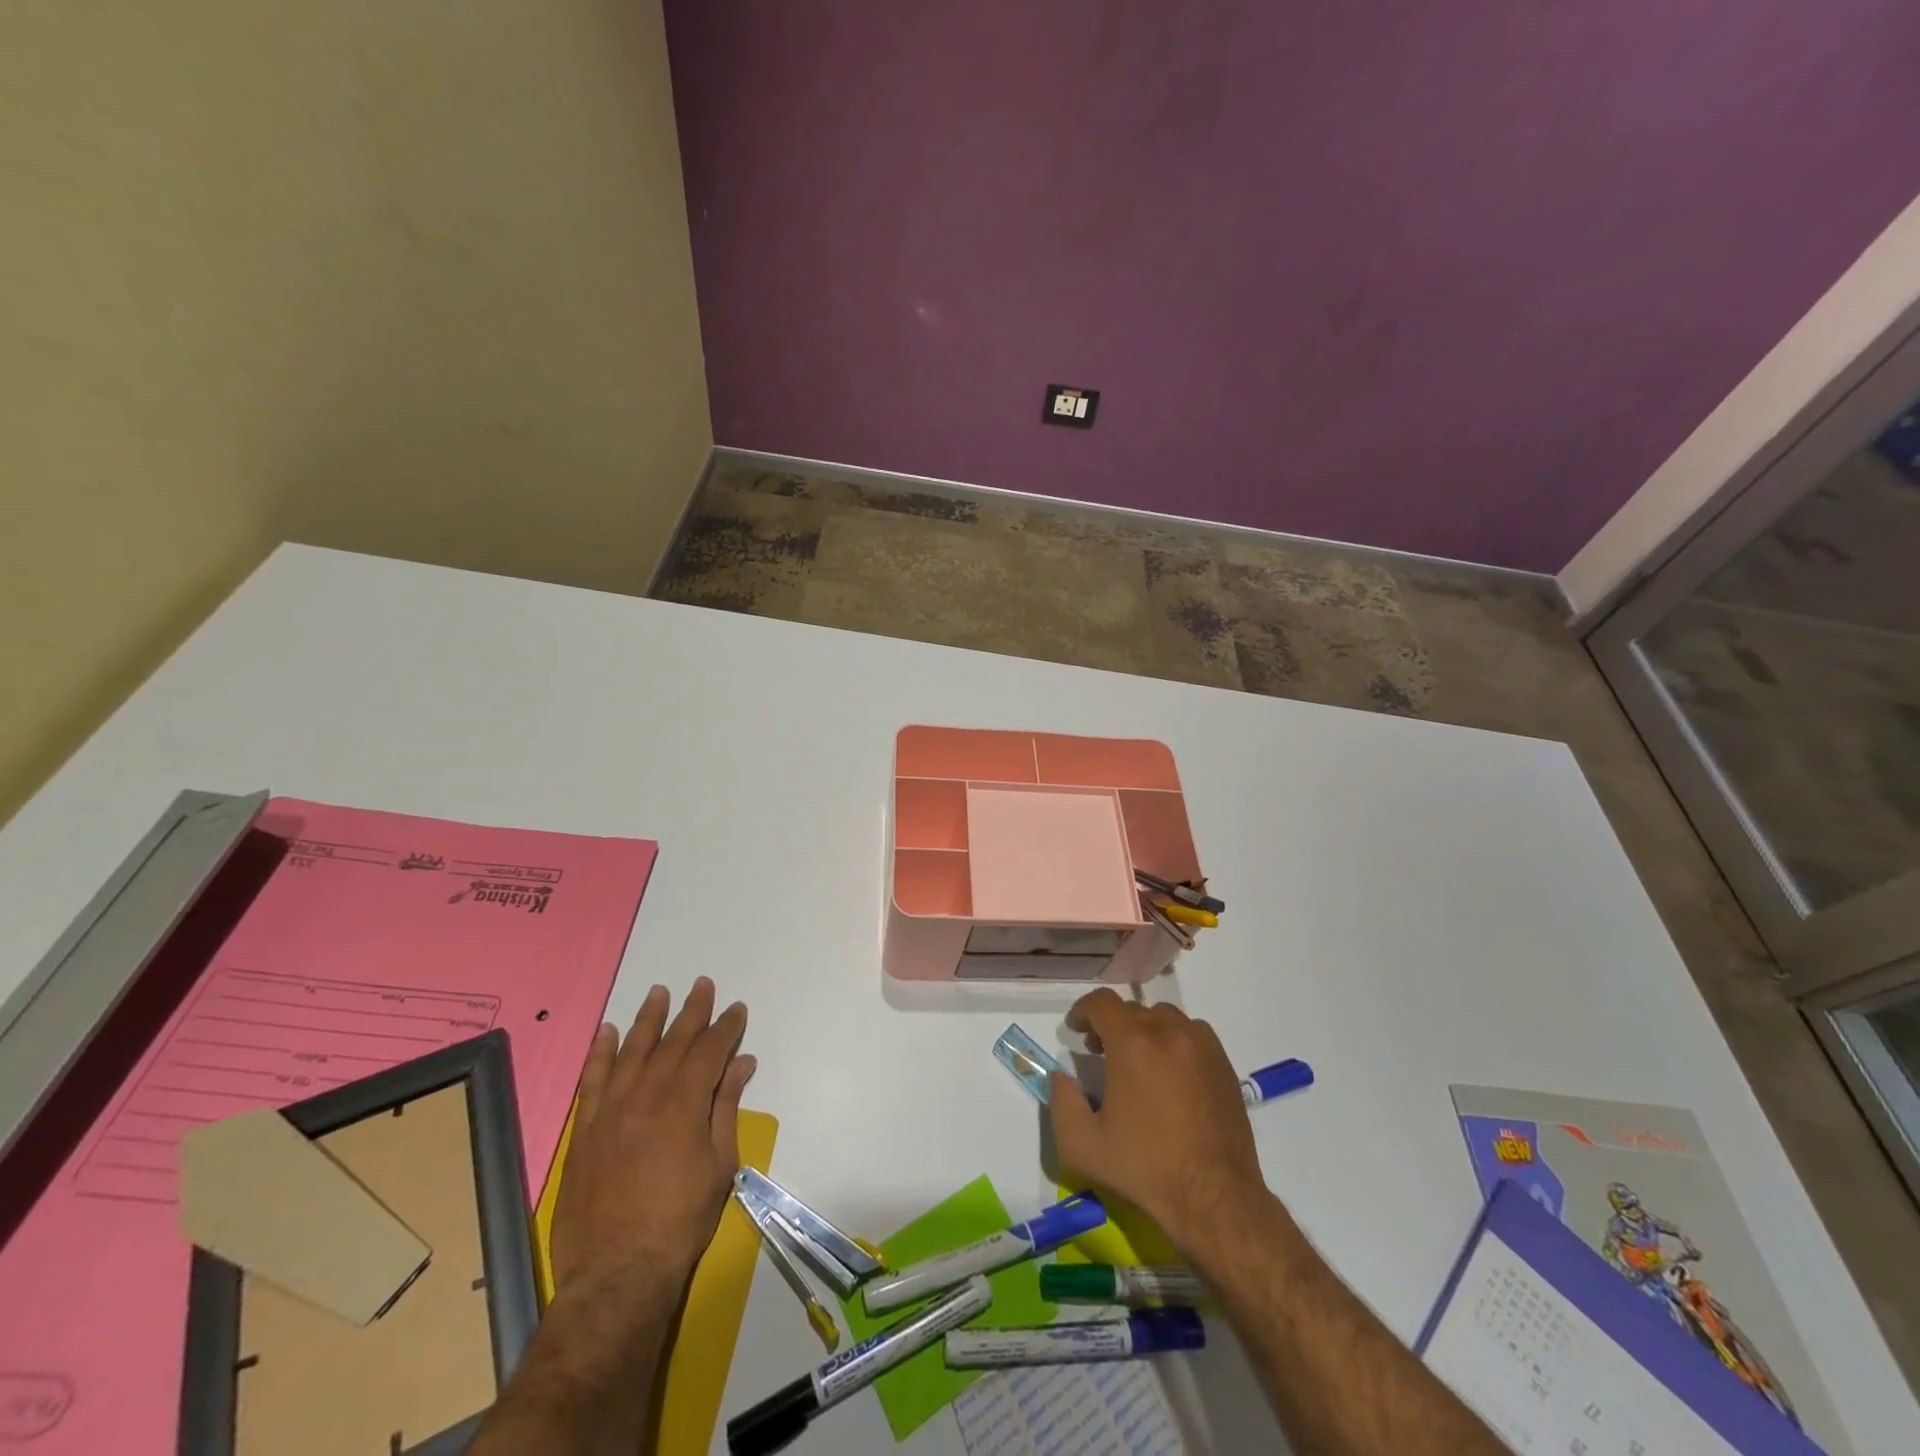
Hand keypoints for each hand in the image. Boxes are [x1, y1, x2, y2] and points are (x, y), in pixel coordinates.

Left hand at [549, 978, 755, 1304]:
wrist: (617, 1271)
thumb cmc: (681, 1219)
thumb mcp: (719, 1163)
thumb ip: (726, 1107)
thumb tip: (741, 1063)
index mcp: (684, 1102)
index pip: (710, 1050)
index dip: (725, 1027)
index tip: (736, 1009)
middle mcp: (647, 1094)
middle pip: (673, 1041)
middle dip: (692, 1011)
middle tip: (702, 985)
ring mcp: (611, 1110)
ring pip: (632, 1050)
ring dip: (648, 1019)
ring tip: (659, 992)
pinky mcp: (585, 1130)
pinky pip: (592, 1080)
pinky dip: (599, 1052)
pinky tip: (606, 1031)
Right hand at [1047, 989, 1266, 1250]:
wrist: (1214, 1198)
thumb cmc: (1145, 1168)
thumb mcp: (1082, 1145)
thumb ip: (1062, 1102)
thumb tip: (1062, 1076)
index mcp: (1132, 1043)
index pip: (1101, 1002)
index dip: (1083, 1011)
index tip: (1077, 1031)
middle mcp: (1168, 1031)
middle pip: (1132, 1009)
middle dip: (1112, 1025)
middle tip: (1102, 1053)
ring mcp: (1201, 1045)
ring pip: (1164, 1018)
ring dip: (1145, 1030)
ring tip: (1139, 1062)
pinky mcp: (1223, 1063)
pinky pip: (1191, 1034)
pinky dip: (1174, 1042)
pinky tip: (1171, 1075)